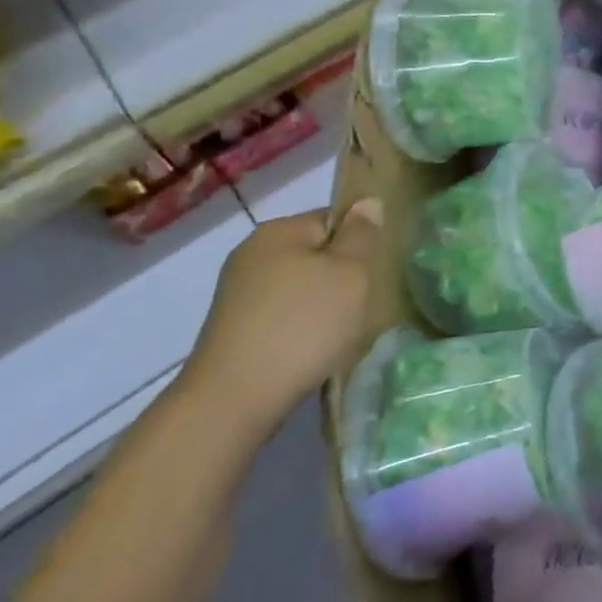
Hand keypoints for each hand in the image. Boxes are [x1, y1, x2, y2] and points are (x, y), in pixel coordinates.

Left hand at [178, 199, 381, 439]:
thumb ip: (361, 235)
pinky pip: (279, 314)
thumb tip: (367, 202)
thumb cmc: (304, 326)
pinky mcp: (232, 327)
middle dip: (338, 277)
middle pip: (314, 253)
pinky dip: (298, 328)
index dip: (357, 244)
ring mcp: (237, 291)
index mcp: (279, 230)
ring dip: (319, 305)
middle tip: (359, 306)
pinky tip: (309, 350)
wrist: (235, 398)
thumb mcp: (350, 274)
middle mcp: (252, 252)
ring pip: (297, 286)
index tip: (369, 276)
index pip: (333, 219)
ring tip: (335, 334)